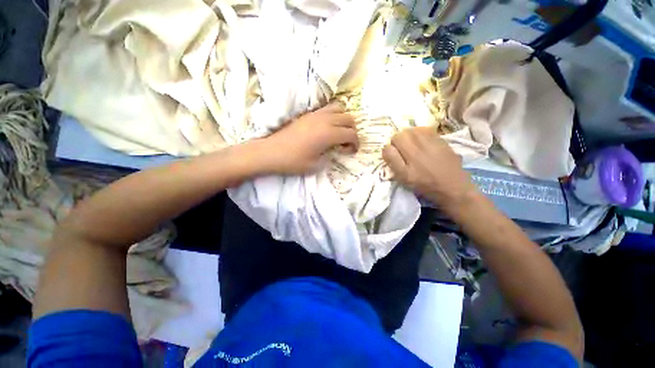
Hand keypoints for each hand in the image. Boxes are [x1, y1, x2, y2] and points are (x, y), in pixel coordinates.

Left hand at [258, 103, 358, 174]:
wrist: (271, 152)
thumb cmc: (294, 161)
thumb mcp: (316, 165)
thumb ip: (330, 156)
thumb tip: (335, 149)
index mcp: (328, 134)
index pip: (351, 134)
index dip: (356, 143)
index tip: (352, 151)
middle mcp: (325, 120)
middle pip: (349, 118)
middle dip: (352, 131)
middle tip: (347, 142)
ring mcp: (316, 114)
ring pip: (339, 108)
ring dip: (344, 120)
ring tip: (339, 132)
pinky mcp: (308, 114)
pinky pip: (327, 108)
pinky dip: (333, 115)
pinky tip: (327, 126)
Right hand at [383, 127, 477, 213]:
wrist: (453, 187)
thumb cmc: (425, 185)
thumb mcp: (404, 177)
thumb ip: (393, 161)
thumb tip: (386, 147)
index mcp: (411, 153)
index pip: (395, 138)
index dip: (392, 147)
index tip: (396, 156)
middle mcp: (422, 142)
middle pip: (404, 131)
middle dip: (400, 140)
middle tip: (404, 152)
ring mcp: (434, 140)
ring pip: (415, 129)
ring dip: (410, 137)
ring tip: (413, 148)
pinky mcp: (443, 140)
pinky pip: (427, 131)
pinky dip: (421, 135)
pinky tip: (424, 146)